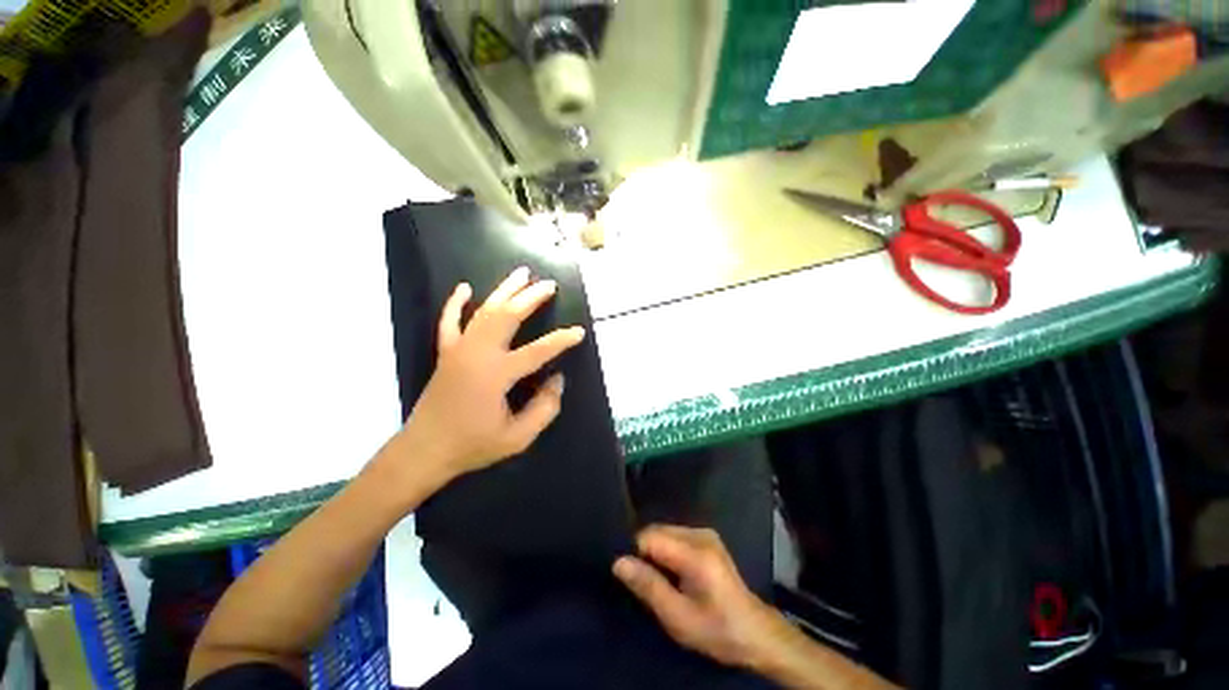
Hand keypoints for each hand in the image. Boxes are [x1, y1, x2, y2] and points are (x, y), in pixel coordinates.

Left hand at [392, 267, 585, 481]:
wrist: (425, 450)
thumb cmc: (473, 445)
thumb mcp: (518, 437)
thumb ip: (544, 408)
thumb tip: (557, 379)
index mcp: (497, 374)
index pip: (538, 350)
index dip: (562, 340)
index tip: (579, 332)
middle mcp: (478, 354)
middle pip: (508, 316)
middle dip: (531, 298)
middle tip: (550, 285)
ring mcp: (459, 350)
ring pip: (484, 311)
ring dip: (504, 290)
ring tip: (522, 273)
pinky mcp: (446, 353)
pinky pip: (449, 321)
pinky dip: (456, 303)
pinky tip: (465, 288)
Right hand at [613, 525, 782, 668]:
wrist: (755, 632)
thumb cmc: (716, 630)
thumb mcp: (678, 617)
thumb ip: (648, 586)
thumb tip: (618, 562)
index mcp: (695, 552)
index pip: (649, 536)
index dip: (636, 554)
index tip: (634, 579)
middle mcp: (700, 534)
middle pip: (657, 531)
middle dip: (645, 553)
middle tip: (648, 585)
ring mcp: (706, 533)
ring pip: (664, 532)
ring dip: (656, 552)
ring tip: (661, 581)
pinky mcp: (708, 537)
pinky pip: (675, 535)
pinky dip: (667, 551)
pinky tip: (674, 574)